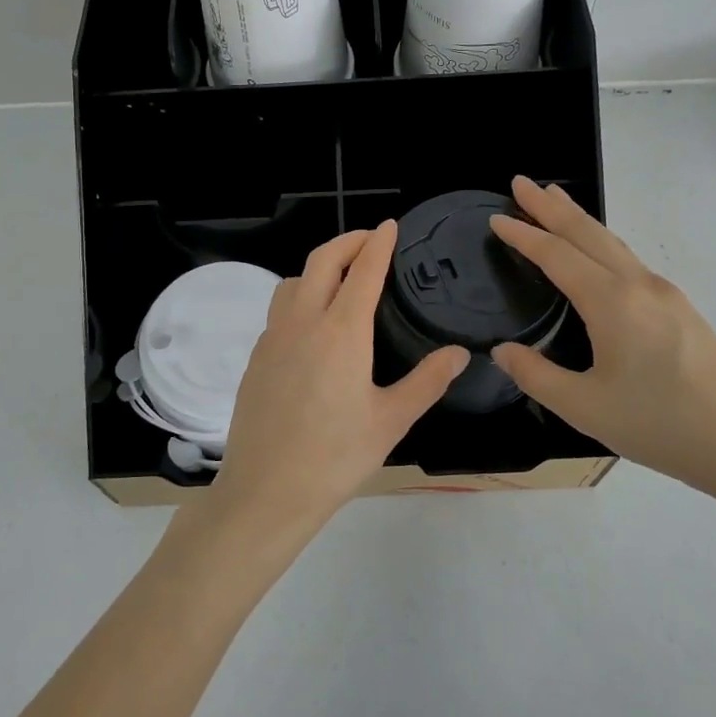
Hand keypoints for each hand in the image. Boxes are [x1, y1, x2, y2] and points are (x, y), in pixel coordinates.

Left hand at [198, 223, 468, 546]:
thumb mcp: (391, 421)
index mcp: (341, 332)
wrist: (266, 491)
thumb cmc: (336, 457)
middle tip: (370, 239)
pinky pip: (278, 310)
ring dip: (318, 266)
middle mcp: (303, 322)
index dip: (378, 243)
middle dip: (347, 241)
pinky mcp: (256, 357)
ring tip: (341, 278)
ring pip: (293, 281)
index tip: (390, 226)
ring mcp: (272, 338)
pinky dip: (299, 296)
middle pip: (322, 260)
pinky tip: (312, 323)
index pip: (363, 271)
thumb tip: (459, 353)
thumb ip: (427, 381)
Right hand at [490, 177, 715, 501]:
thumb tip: (502, 350)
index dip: (524, 235)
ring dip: (579, 221)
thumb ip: (536, 375)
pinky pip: (629, 261)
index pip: (558, 255)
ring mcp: (666, 295)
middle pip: (589, 234)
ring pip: (613, 244)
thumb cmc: (660, 425)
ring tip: (554, 201)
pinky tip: (597, 254)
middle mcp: (640, 286)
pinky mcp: (681, 310)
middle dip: (552, 207)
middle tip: (520, 183)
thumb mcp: (584, 408)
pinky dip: (601, 243)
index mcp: (612, 303)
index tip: (496, 217)